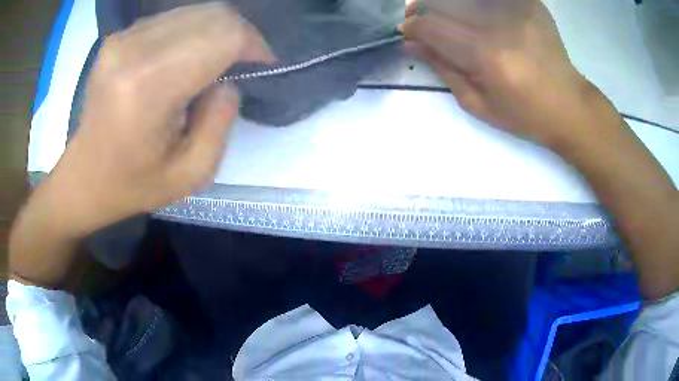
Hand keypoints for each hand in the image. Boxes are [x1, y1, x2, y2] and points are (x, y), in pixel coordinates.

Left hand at [50, 3, 273, 234]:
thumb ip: (221, 120)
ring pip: (195, 11)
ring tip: (217, 61)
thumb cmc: (133, 184)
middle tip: (244, 62)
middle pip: (212, 15)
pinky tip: (188, 57)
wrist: (84, 177)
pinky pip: (173, 18)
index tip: (263, 65)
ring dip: (216, 32)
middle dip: (240, 35)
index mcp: (148, 87)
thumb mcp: (191, 172)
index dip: (254, 44)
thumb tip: (228, 80)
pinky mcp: (118, 37)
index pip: (222, 36)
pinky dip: (192, 31)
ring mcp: (122, 38)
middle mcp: (132, 50)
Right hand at [401, 0, 591, 147]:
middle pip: (443, 2)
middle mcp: (499, 23)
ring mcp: (516, 8)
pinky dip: (475, 6)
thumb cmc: (524, 114)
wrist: (569, 105)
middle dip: (422, 8)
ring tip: (446, 15)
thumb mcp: (478, 103)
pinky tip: (476, 15)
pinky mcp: (528, 3)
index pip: (431, 26)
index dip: (412, 27)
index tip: (408, 32)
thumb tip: (411, 44)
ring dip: (446, 4)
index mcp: (485, 54)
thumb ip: (442, 68)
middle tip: (421, 19)